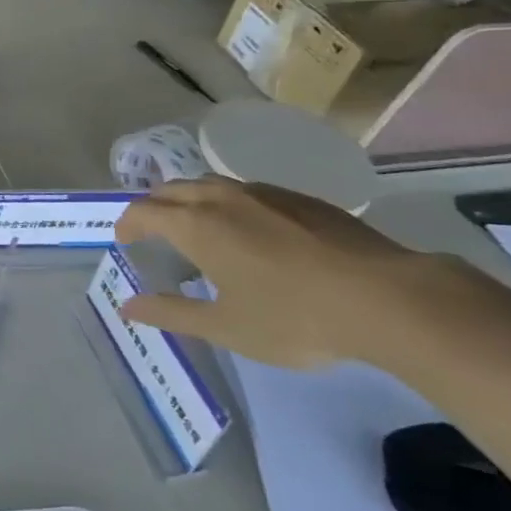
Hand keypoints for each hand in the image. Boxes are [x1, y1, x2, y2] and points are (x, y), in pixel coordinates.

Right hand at [114, 178, 505, 369]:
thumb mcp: (225, 327)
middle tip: (154, 232)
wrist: (386, 298)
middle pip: (172, 189)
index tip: (124, 240)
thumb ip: (171, 313)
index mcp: (195, 225)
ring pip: (209, 184)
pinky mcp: (300, 199)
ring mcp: (263, 193)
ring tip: (198, 227)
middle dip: (154, 207)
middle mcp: (221, 198)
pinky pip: (246, 191)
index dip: (127, 224)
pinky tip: (251, 232)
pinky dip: (228, 204)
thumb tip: (127, 307)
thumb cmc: (294, 317)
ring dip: (191, 200)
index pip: (143, 212)